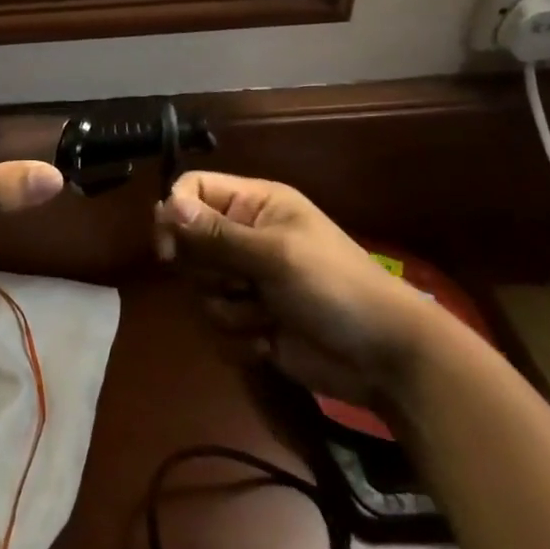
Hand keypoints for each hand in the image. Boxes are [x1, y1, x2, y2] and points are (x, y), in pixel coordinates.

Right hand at [155, 171, 437, 407]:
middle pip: (188, 244)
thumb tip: (165, 205)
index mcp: (254, 204)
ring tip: (266, 317)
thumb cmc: (335, 287)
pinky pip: (215, 326)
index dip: (175, 215)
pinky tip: (269, 342)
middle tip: (242, 284)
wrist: (384, 358)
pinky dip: (238, 338)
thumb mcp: (276, 255)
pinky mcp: (249, 321)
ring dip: (228, 310)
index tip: (169, 250)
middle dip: (209, 273)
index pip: (193, 190)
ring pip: (198, 289)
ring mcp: (246, 280)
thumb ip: (217, 235)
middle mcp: (244, 236)